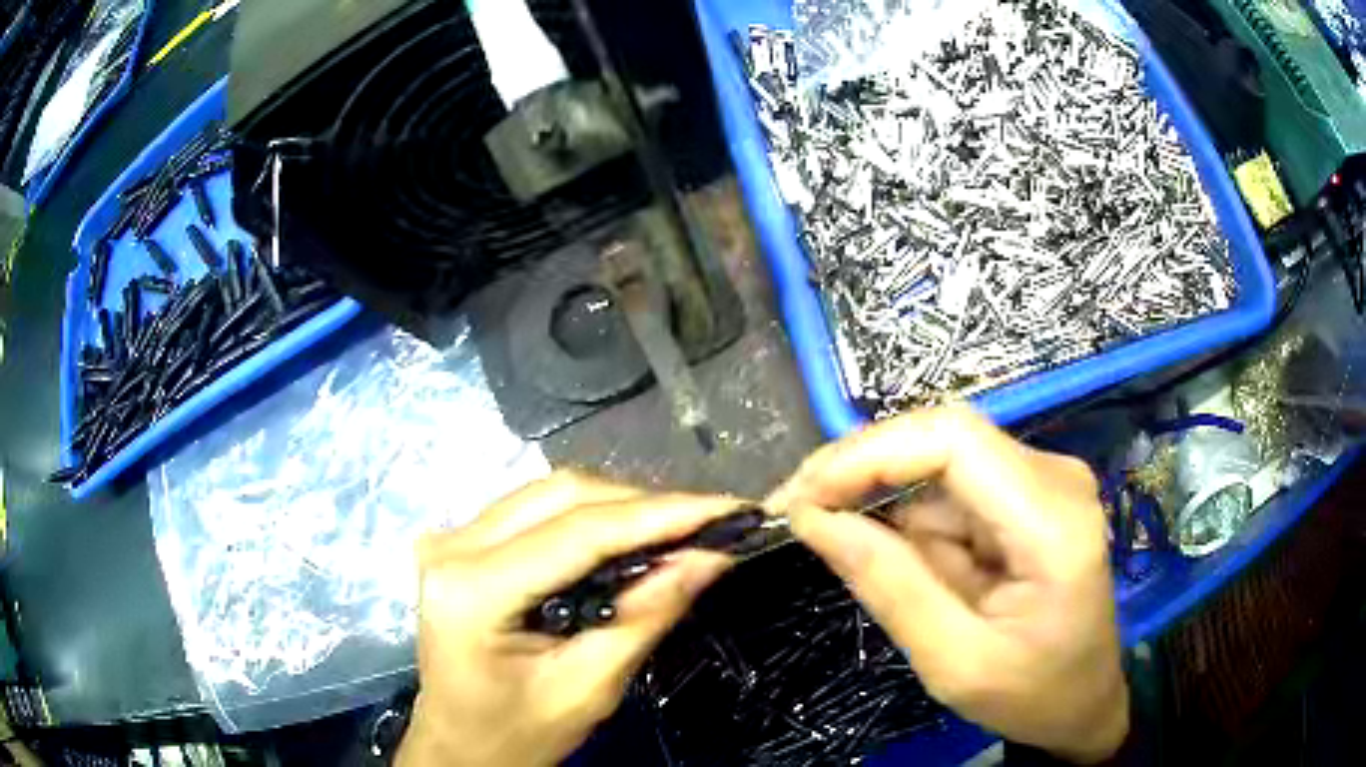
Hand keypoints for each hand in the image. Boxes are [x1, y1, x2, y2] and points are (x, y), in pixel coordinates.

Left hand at [398, 472, 736, 766]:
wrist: (458, 746)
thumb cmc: (517, 734)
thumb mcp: (588, 688)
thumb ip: (646, 616)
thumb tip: (709, 557)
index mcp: (473, 589)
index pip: (579, 532)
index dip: (661, 514)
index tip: (728, 508)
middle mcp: (453, 546)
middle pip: (563, 496)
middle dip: (644, 506)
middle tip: (709, 524)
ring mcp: (451, 538)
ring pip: (551, 494)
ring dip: (619, 509)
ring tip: (678, 531)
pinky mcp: (461, 542)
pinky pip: (535, 510)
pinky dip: (589, 519)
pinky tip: (626, 540)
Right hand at [771, 407, 1126, 763]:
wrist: (1084, 701)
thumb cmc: (1032, 694)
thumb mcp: (955, 663)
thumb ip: (891, 588)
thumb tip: (814, 520)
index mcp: (1051, 521)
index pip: (954, 440)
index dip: (869, 453)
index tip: (803, 497)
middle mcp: (1053, 478)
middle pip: (943, 437)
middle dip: (862, 468)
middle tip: (795, 508)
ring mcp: (1041, 482)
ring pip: (939, 463)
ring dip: (878, 496)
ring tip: (823, 532)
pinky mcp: (1025, 496)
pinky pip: (951, 491)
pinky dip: (905, 517)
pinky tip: (877, 547)